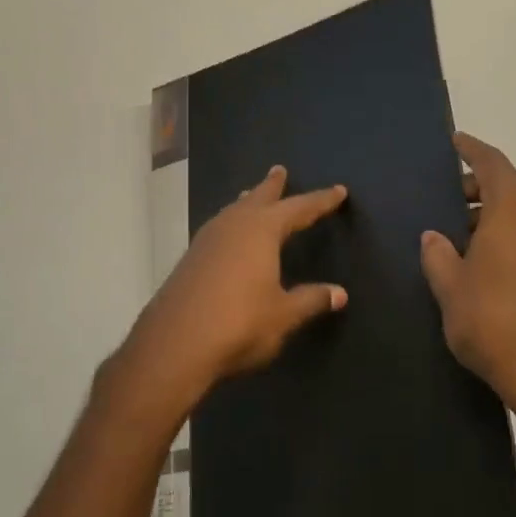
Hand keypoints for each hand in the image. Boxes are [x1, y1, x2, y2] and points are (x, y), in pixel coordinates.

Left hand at [109, 166, 348, 428]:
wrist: (175, 345)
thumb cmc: (240, 324)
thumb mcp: (284, 315)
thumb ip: (311, 300)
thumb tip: (340, 293)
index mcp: (261, 231)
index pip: (299, 209)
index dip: (320, 201)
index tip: (339, 191)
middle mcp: (232, 226)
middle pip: (257, 198)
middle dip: (272, 186)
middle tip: (280, 170)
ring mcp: (206, 241)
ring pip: (232, 212)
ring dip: (246, 202)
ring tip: (252, 197)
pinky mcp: (190, 259)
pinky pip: (217, 229)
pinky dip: (230, 223)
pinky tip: (228, 237)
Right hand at [420, 133, 515, 451]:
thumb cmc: (492, 319)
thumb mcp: (450, 285)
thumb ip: (438, 254)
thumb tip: (434, 236)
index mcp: (514, 207)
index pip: (491, 162)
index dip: (470, 149)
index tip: (453, 142)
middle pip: (506, 185)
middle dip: (474, 187)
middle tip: (439, 198)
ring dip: (488, 213)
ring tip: (452, 232)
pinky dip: (503, 232)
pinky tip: (477, 257)